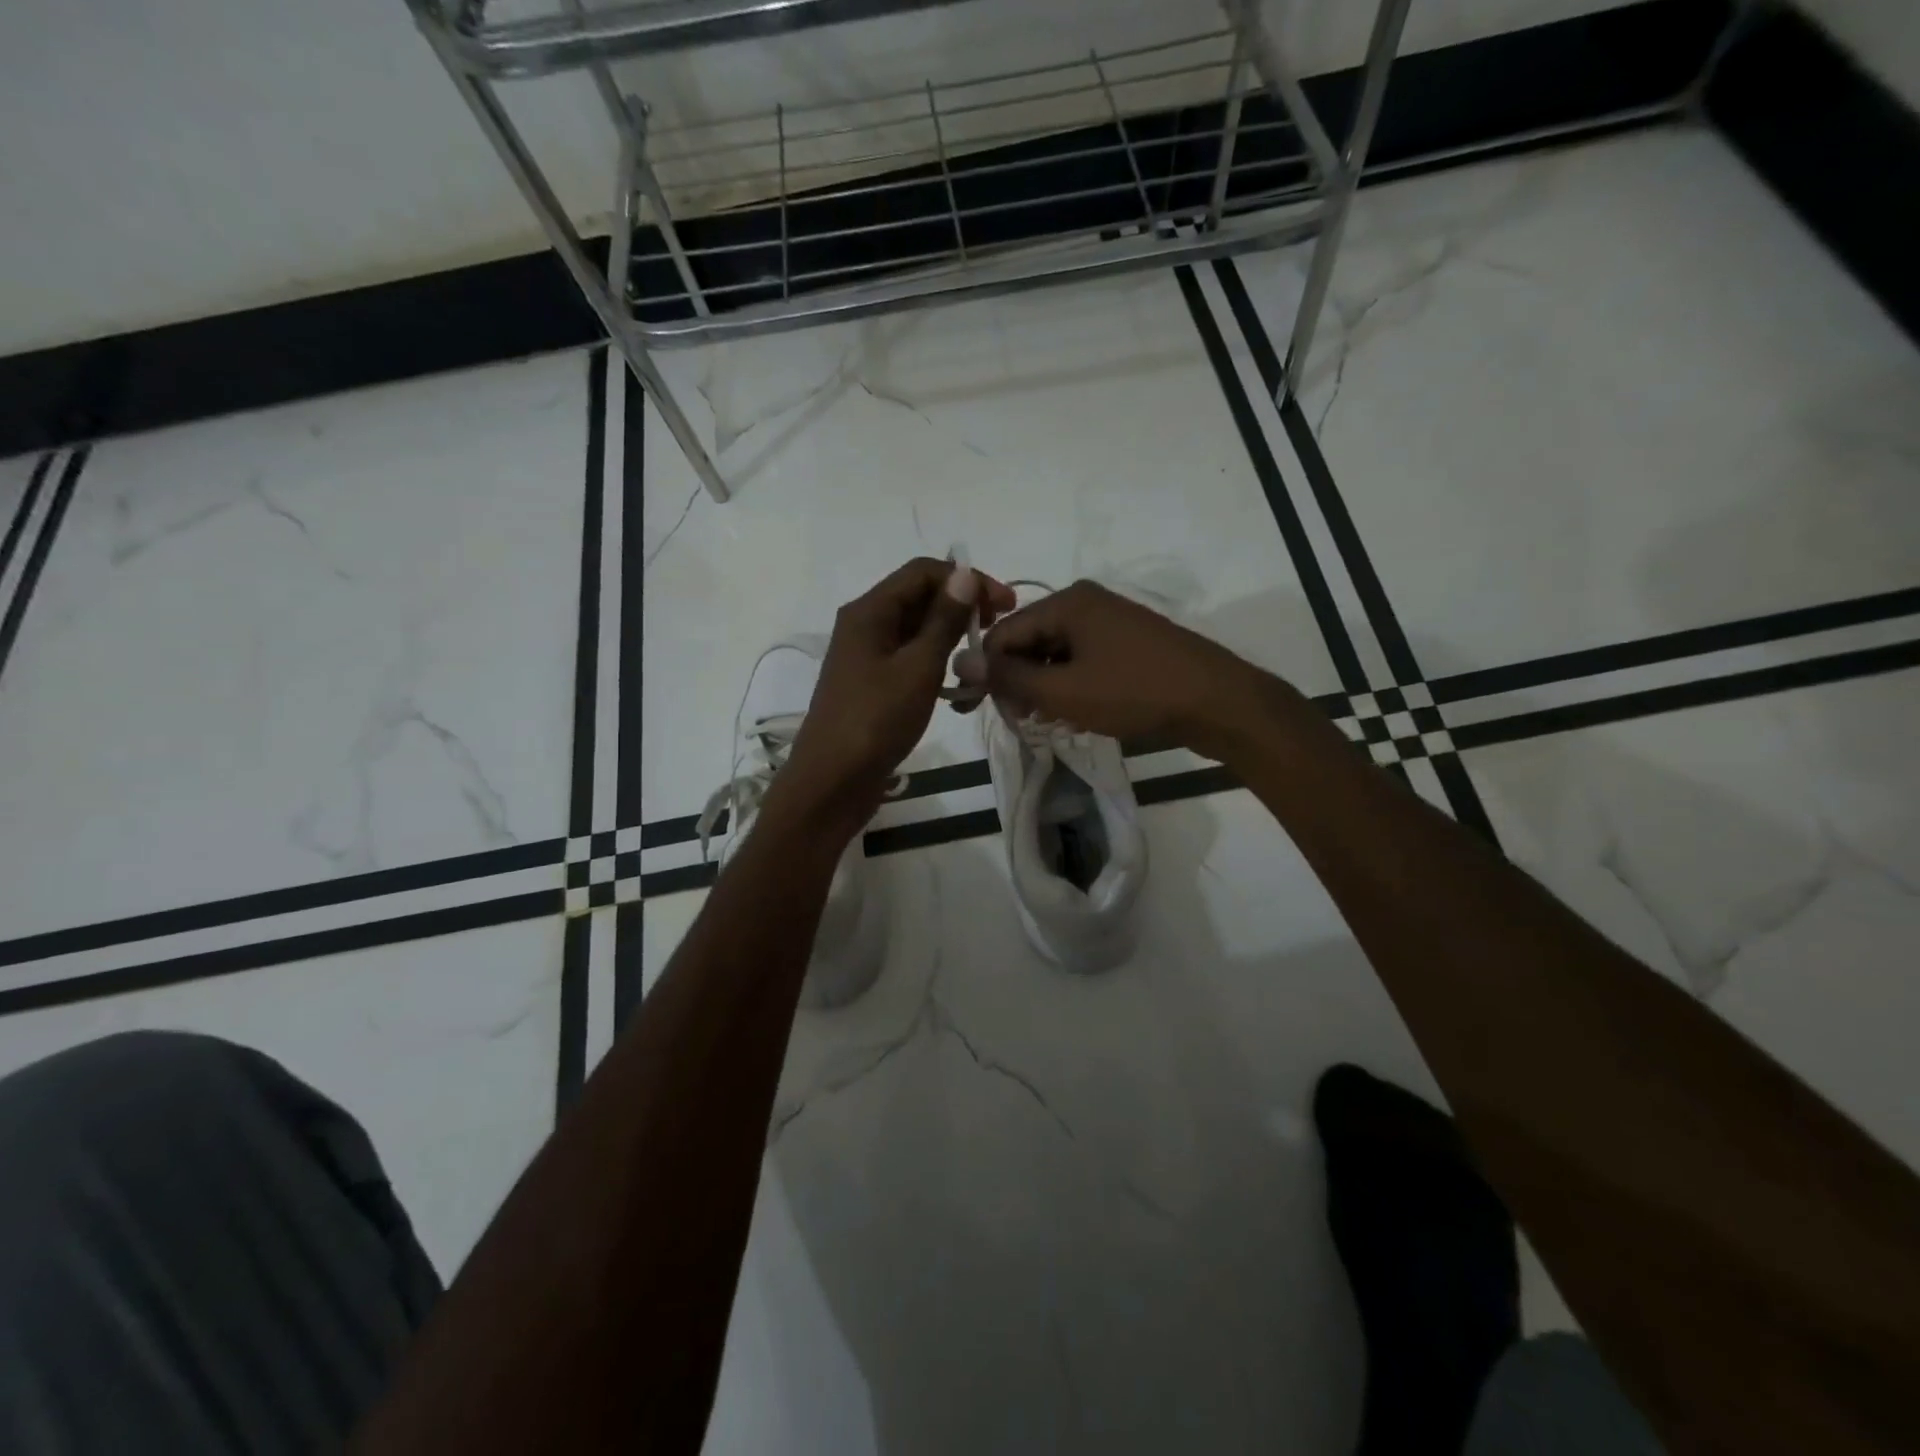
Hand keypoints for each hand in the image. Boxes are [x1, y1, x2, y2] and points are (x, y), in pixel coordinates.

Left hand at [774, 558, 1014, 836]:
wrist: (832, 782)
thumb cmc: (876, 721)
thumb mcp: (918, 668)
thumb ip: (943, 621)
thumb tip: (963, 575)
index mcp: (870, 611)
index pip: (923, 572)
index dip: (967, 580)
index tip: (1005, 603)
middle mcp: (865, 625)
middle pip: (920, 598)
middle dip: (962, 608)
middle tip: (998, 629)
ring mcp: (867, 656)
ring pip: (917, 631)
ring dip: (952, 639)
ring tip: (982, 662)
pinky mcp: (873, 684)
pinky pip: (910, 660)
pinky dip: (936, 666)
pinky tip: (958, 690)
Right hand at [966, 580, 1276, 758]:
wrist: (1217, 702)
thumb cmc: (1135, 693)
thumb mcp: (1064, 691)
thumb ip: (1009, 677)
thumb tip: (958, 662)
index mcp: (1066, 602)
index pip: (1003, 633)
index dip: (988, 673)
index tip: (984, 712)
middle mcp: (1085, 602)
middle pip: (1028, 640)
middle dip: (1018, 681)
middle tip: (1021, 720)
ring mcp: (1110, 621)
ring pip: (1054, 654)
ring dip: (1043, 687)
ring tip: (1047, 721)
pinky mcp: (1127, 643)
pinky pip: (1081, 660)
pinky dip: (1069, 685)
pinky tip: (1073, 712)